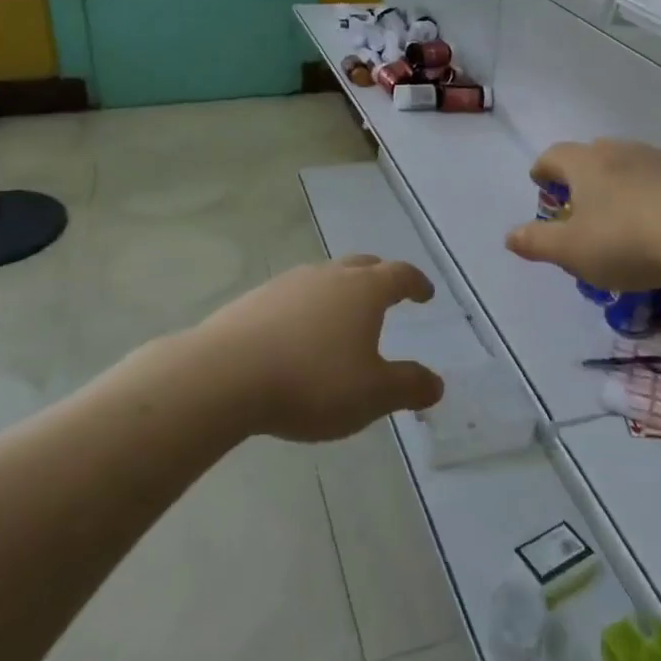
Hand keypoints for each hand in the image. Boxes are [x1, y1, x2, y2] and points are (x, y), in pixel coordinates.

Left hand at [193, 256, 444, 441]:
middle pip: (362, 266)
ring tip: (341, 318)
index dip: (416, 283)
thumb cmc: (312, 381)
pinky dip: (306, 308)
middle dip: (379, 277)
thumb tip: (436, 384)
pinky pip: (292, 297)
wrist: (224, 375)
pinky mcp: (254, 300)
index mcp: (363, 290)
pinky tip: (297, 335)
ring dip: (339, 292)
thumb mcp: (372, 394)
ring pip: (324, 278)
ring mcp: (287, 284)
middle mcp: (328, 276)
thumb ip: (408, 387)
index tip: (426, 293)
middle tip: (388, 294)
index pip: (400, 275)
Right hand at [506, 139, 660, 290]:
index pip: (554, 156)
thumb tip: (509, 235)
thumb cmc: (629, 242)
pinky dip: (648, 194)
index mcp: (586, 164)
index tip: (540, 185)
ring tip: (618, 214)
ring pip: (627, 164)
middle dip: (580, 175)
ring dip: (616, 183)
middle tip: (578, 203)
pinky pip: (658, 179)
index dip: (543, 170)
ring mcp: (659, 160)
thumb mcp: (573, 251)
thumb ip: (537, 242)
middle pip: (591, 154)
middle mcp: (620, 151)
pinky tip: (656, 222)